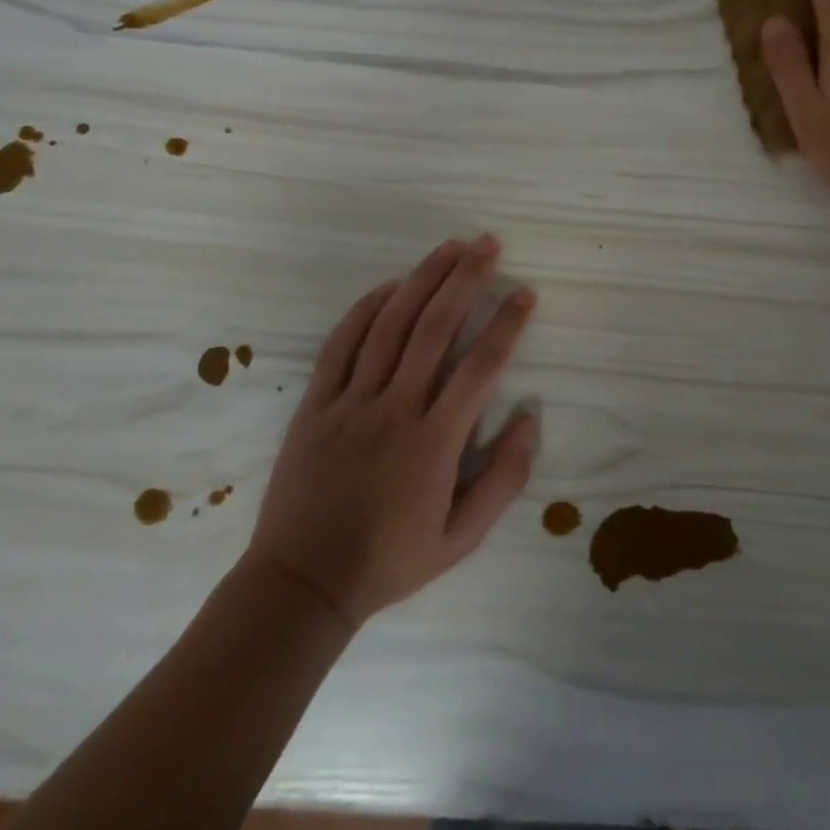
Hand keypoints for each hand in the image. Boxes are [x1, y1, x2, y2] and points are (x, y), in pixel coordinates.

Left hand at [246, 236, 537, 628]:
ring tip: (449, 248)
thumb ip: (503, 480)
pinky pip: (341, 345)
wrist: (301, 585)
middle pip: (435, 328)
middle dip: (465, 280)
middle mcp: (395, 409)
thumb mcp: (461, 539)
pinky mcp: (316, 405)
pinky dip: (365, 310)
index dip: (506, 324)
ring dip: (422, 280)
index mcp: (434, 442)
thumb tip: (529, 418)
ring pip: (390, 325)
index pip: (480, 366)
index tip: (525, 294)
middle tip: (488, 245)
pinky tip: (389, 286)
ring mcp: (351, 403)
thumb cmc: (389, 560)